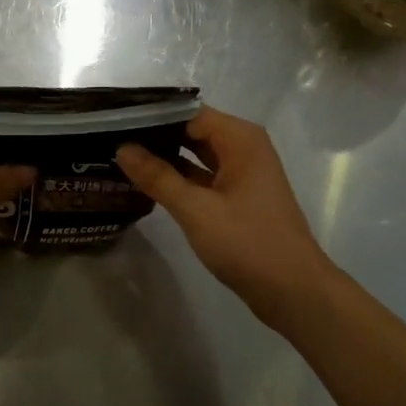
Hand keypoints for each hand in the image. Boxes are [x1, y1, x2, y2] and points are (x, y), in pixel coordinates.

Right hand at [117, 107, 341, 330]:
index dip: (152, 115)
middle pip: (192, 129)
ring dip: (164, 156)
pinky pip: (203, 175)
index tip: (115, 120)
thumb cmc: (248, 244)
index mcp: (240, 139)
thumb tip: (122, 148)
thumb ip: (158, 177)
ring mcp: (242, 173)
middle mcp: (243, 147)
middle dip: (155, 134)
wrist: (294, 292)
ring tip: (121, 155)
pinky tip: (147, 181)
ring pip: (196, 154)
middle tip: (110, 137)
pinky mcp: (238, 196)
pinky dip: (178, 177)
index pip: (188, 113)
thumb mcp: (197, 210)